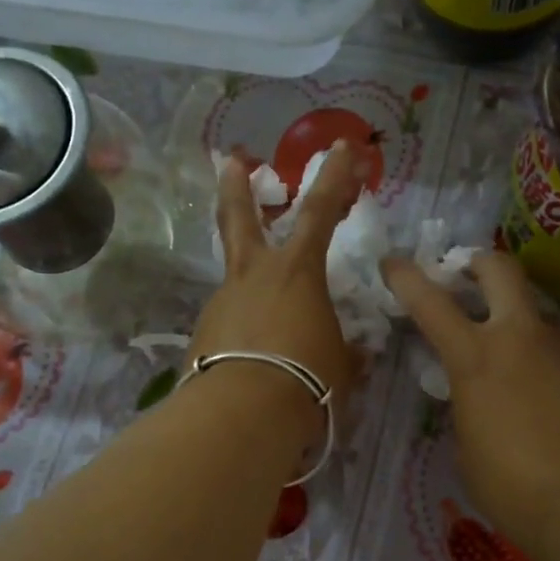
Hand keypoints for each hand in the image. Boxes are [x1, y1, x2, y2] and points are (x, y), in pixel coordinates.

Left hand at [188, 141, 362, 410]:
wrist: (243, 414)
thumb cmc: (307, 379)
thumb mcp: (341, 366)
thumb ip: (346, 354)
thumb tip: (355, 355)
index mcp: (297, 271)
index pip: (321, 211)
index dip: (336, 177)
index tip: (343, 146)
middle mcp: (254, 275)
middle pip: (241, 218)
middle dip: (238, 186)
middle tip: (231, 160)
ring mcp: (223, 302)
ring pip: (234, 275)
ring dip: (249, 280)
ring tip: (269, 315)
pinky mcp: (203, 334)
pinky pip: (230, 321)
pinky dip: (243, 328)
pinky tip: (254, 355)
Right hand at [383, 252, 559, 560]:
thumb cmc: (514, 487)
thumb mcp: (467, 445)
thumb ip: (468, 403)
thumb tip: (479, 392)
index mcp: (476, 357)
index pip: (430, 302)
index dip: (406, 277)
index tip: (392, 262)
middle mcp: (521, 336)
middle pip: (499, 268)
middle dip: (477, 264)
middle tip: (467, 279)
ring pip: (534, 311)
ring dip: (515, 320)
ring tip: (512, 361)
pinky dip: (545, 357)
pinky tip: (547, 394)